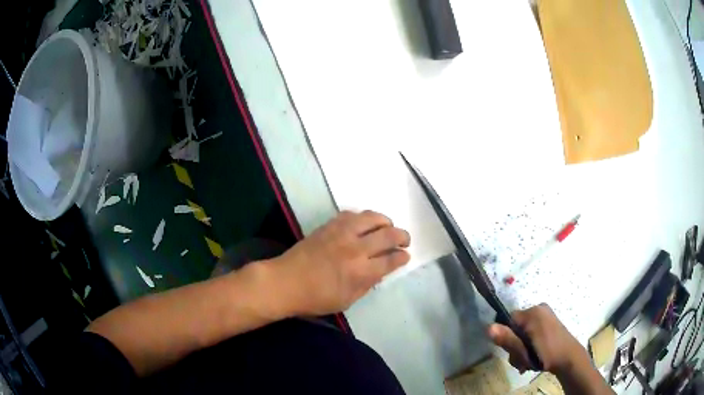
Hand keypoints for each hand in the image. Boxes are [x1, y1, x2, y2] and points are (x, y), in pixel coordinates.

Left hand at [271, 210, 410, 315]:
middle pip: (388, 235)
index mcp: (361, 272)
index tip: (405, 256)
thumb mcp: (347, 301)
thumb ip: (367, 285)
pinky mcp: (329, 225)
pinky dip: (363, 217)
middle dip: (402, 236)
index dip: (402, 257)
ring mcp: (342, 233)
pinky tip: (364, 224)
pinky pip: (352, 214)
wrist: (286, 282)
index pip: (392, 259)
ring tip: (388, 227)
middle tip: (404, 240)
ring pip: (372, 218)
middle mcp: (356, 249)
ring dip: (386, 221)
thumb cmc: (316, 298)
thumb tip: (380, 271)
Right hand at [488, 304, 588, 375]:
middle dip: (515, 345)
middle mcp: (539, 308)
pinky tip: (534, 355)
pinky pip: (533, 329)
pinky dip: (530, 342)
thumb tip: (488, 328)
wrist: (569, 358)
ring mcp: (545, 314)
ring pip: (523, 330)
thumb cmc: (546, 355)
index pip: (508, 319)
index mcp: (532, 313)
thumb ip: (507, 339)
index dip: (506, 336)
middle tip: (521, 359)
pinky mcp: (549, 320)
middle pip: (516, 326)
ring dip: (522, 347)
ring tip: (528, 360)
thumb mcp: (524, 351)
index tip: (512, 351)